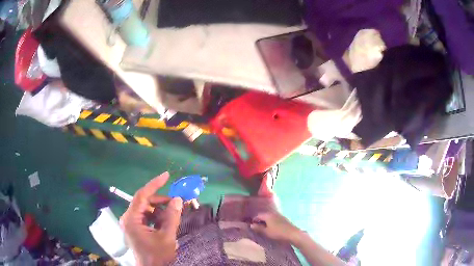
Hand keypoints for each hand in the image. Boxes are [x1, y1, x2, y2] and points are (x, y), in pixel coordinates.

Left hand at [120, 172, 182, 265]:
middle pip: (144, 203)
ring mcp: (131, 223)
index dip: (154, 184)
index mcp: (132, 219)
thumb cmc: (157, 255)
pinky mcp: (135, 228)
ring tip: (172, 216)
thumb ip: (172, 217)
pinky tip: (166, 223)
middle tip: (176, 203)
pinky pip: (146, 217)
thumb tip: (178, 199)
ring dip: (160, 211)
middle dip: (160, 202)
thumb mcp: (167, 236)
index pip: (141, 196)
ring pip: (146, 210)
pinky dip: (156, 217)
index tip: (166, 175)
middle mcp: (128, 218)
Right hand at [250, 212, 301, 243]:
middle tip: (257, 227)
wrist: (293, 233)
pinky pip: (274, 219)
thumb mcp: (266, 232)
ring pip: (270, 217)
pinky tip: (272, 228)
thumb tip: (251, 225)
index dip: (254, 220)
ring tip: (264, 228)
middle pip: (264, 215)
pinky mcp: (284, 219)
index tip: (251, 226)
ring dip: (266, 221)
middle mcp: (273, 213)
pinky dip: (271, 222)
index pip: (258, 215)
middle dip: (260, 220)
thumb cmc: (278, 233)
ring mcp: (279, 215)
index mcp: (268, 215)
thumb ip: (258, 228)